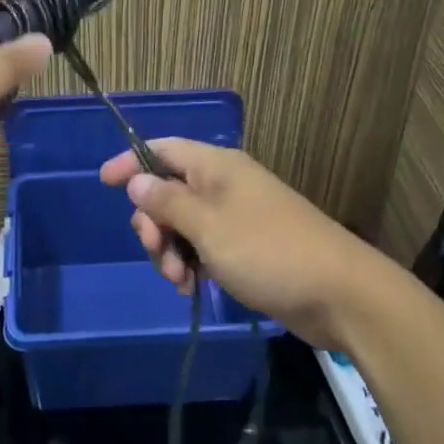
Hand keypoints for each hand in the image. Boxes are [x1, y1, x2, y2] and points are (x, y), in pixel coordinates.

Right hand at [100, 139, 374, 349]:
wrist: (339, 294)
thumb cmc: (268, 251)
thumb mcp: (208, 227)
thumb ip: (167, 202)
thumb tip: (136, 180)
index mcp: (216, 166)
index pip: (162, 150)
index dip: (131, 162)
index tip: (104, 182)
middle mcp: (223, 184)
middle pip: (167, 191)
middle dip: (153, 223)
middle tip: (158, 254)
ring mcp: (235, 216)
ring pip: (183, 223)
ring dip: (171, 250)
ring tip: (181, 281)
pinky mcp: (245, 246)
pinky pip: (203, 246)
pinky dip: (192, 263)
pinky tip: (194, 288)